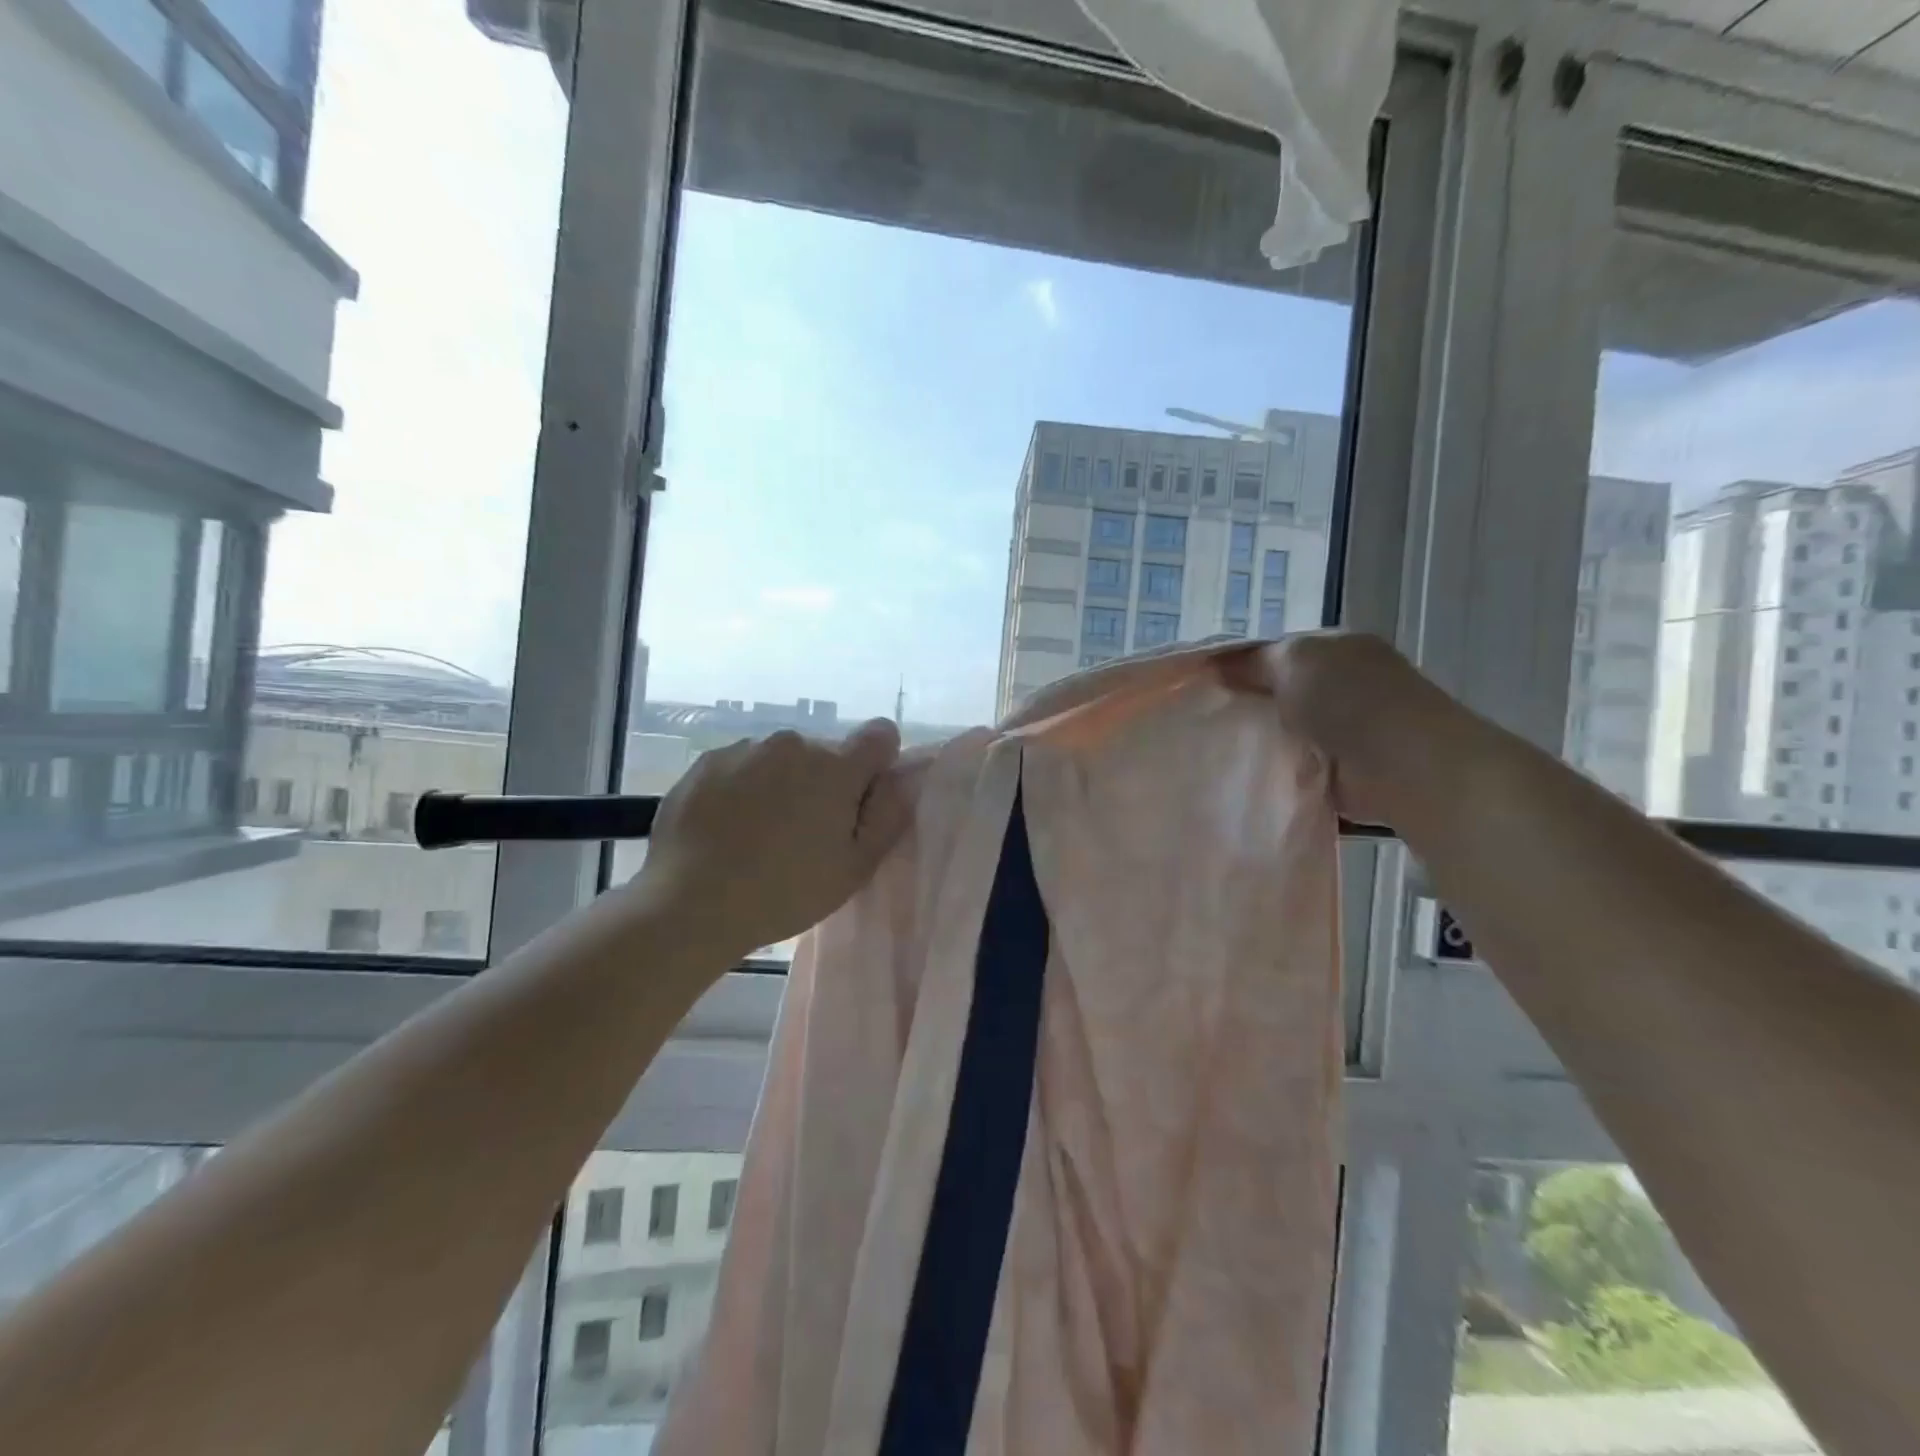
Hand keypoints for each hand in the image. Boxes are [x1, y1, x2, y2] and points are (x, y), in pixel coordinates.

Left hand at [635, 719, 913, 958]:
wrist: (689, 904)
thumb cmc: (785, 891)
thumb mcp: (855, 867)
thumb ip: (889, 815)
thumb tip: (902, 778)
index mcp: (836, 767)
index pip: (880, 735)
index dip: (878, 764)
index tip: (861, 801)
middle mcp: (793, 743)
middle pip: (826, 753)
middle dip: (825, 783)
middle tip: (805, 834)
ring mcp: (745, 749)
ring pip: (781, 759)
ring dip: (782, 783)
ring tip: (760, 834)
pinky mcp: (707, 761)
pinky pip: (742, 765)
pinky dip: (743, 787)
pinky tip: (728, 828)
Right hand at [1221, 632, 1493, 828]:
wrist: (1403, 764)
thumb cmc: (1348, 698)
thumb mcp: (1292, 661)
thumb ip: (1251, 662)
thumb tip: (1215, 665)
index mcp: (1338, 648)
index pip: (1279, 651)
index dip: (1241, 664)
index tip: (1204, 683)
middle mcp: (1345, 684)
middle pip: (1281, 692)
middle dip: (1248, 704)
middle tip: (1203, 717)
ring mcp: (1348, 729)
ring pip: (1287, 730)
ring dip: (1262, 740)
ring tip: (1216, 748)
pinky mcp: (1344, 770)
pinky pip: (1297, 766)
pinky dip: (1278, 770)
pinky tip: (1246, 774)